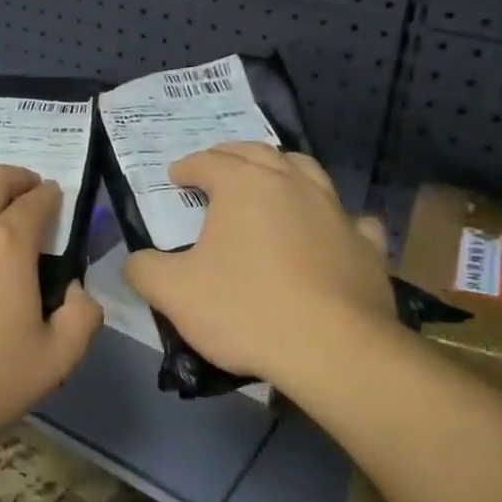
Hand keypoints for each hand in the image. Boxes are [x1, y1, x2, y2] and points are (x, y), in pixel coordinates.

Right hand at [124, 143, 396, 387]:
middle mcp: (292, 183)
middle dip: (232, 156)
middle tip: (216, 167)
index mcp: (243, 184)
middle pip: (258, 153)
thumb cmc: (245, 309)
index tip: (175, 176)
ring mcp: (335, 210)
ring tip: (271, 182)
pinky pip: (350, 218)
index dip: (187, 166)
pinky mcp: (367, 244)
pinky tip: (329, 230)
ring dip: (283, 170)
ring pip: (307, 172)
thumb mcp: (174, 293)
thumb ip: (145, 270)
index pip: (208, 161)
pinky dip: (334, 217)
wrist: (332, 349)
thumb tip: (135, 261)